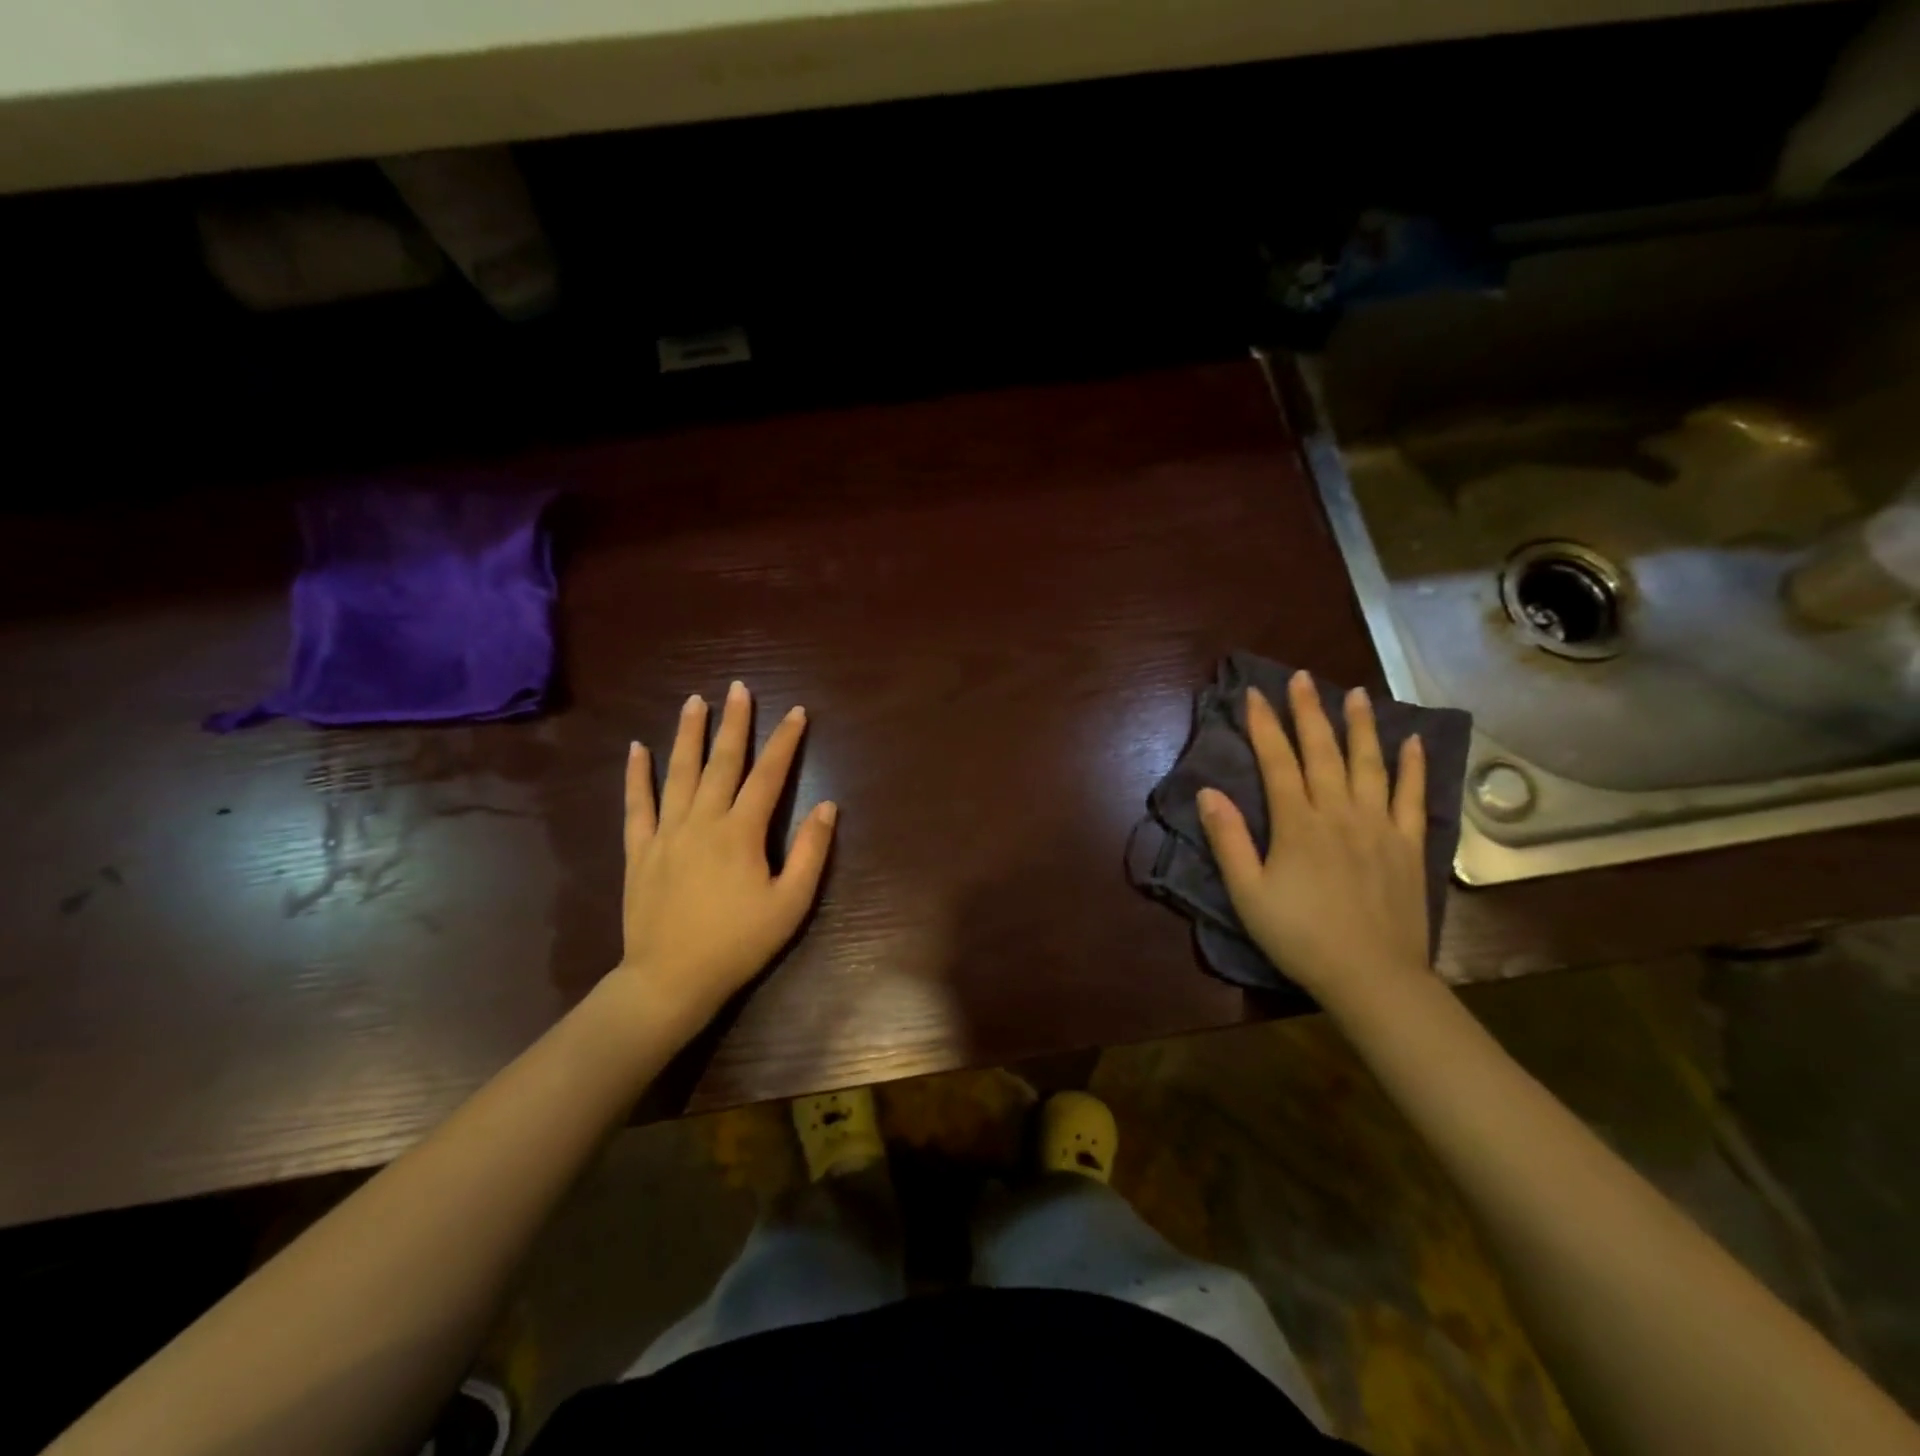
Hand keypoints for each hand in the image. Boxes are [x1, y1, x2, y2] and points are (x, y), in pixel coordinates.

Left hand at [608, 681, 836, 1035]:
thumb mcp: (790, 903)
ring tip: (695, 701)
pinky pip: (637, 805)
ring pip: (679, 772)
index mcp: (741, 832)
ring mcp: (666, 832)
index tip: (797, 712)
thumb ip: (810, 852)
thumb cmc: (738, 943)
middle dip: (734, 723)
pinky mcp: (640, 850)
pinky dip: (637, 775)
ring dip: (689, 734)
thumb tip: (827, 806)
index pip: (769, 775)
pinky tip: (637, 748)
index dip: (785, 741)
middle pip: (722, 762)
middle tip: (739, 688)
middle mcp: (703, 820)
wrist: (670, 979)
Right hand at [1196, 670, 1430, 1011]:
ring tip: (1355, 693)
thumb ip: (1228, 840)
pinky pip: (1411, 796)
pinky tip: (1410, 741)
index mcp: (1298, 824)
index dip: (1264, 726)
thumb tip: (1208, 793)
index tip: (1254, 694)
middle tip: (1301, 678)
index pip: (1277, 762)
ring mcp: (1379, 825)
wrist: (1372, 977)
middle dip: (1308, 712)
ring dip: (1360, 726)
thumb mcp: (1248, 893)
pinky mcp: (1407, 845)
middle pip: (1322, 752)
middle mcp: (1339, 812)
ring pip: (1368, 764)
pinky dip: (1411, 766)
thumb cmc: (1300, 936)